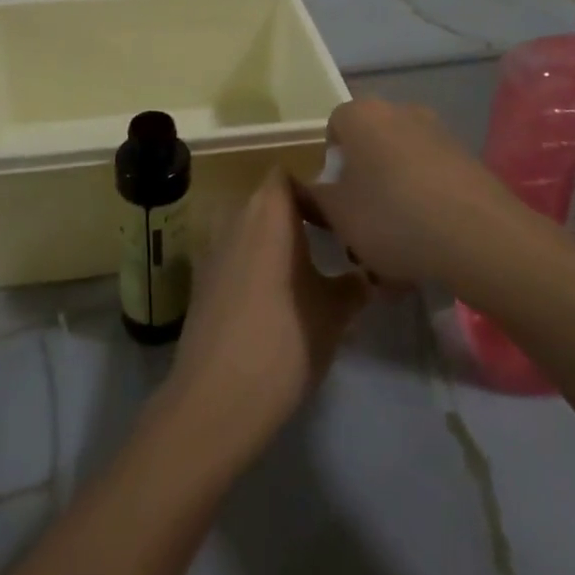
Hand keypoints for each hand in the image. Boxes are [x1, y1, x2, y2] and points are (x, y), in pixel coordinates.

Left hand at [161, 172, 367, 465]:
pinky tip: (278, 302)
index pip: (288, 176)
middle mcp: (237, 219)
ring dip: (278, 243)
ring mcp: (214, 248)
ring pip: (252, 229)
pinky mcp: (203, 280)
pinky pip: (236, 256)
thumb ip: (355, 285)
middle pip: (269, 201)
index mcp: (269, 212)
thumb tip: (371, 275)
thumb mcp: (334, 313)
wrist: (216, 398)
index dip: (313, 190)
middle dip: (300, 217)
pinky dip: (257, 266)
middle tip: (334, 245)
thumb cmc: (284, 340)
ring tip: (311, 274)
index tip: (340, 218)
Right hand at [293, 98, 517, 286]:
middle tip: (362, 225)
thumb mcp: (337, 215)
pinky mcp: (466, 158)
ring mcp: (438, 132)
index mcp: (361, 115)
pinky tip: (428, 242)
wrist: (479, 236)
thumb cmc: (392, 217)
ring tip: (396, 246)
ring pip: (401, 165)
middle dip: (363, 182)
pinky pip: (431, 178)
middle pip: (369, 146)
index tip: (336, 201)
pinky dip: (424, 203)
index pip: (333, 128)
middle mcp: (400, 111)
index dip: (330, 166)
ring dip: (394, 196)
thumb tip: (301, 187)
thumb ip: (313, 198)